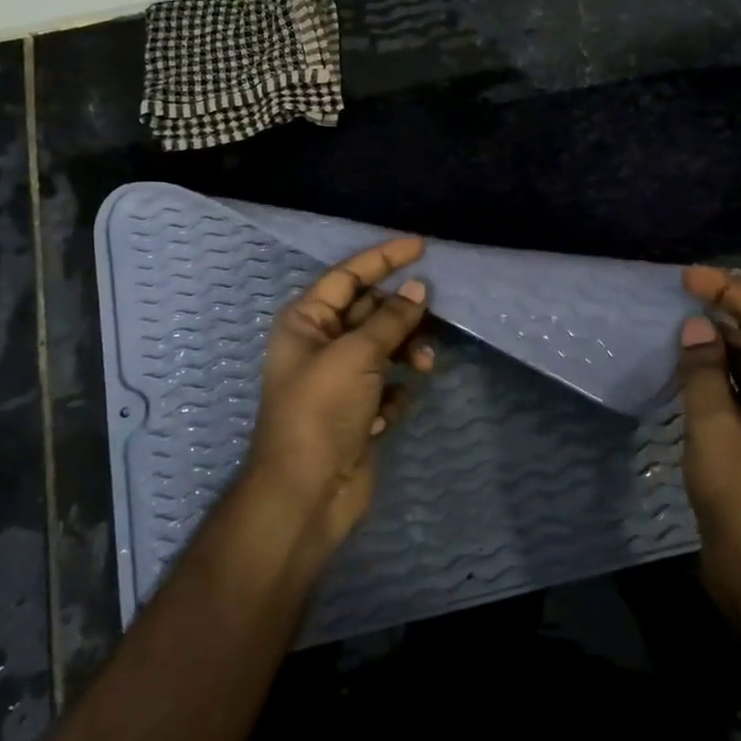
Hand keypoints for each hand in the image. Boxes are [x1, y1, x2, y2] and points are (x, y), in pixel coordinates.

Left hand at [245, 237, 434, 555]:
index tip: (422, 246)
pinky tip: (387, 414)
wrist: (308, 493)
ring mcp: (341, 379)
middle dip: (402, 314)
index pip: (348, 276)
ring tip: (422, 366)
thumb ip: (390, 319)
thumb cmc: (322, 411)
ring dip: (406, 352)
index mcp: (306, 321)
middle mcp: (321, 344)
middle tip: (433, 317)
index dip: (384, 258)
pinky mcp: (359, 410)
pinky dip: (394, 393)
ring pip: (386, 347)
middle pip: (371, 311)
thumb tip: (417, 289)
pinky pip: (388, 384)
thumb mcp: (356, 355)